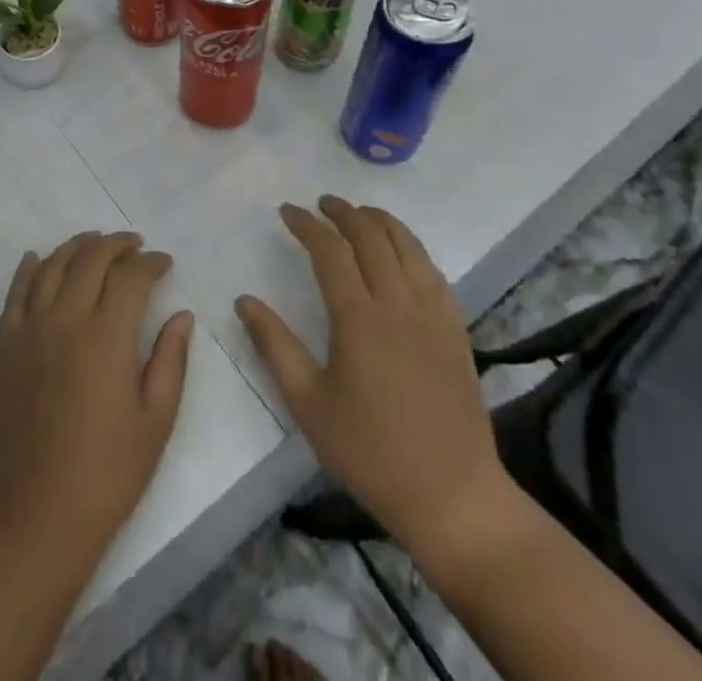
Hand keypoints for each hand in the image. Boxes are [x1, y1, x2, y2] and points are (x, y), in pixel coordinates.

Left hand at [0, 232, 193, 575]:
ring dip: (76, 246)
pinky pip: (14, 293)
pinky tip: (36, 258)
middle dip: (116, 244)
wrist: (34, 514)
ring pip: (51, 266)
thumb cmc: (106, 474)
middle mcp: (65, 319)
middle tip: (134, 245)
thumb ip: (170, 361)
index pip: (131, 276)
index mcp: (106, 335)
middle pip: (90, 259)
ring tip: (94, 242)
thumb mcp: (155, 421)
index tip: (165, 263)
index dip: (151, 262)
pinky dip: (27, 269)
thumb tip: (181, 315)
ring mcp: (29, 330)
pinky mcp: (5, 347)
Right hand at [235, 196, 513, 573]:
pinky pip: (434, 271)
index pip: (329, 250)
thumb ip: (274, 346)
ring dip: (380, 221)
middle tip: (321, 205)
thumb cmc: (370, 451)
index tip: (287, 211)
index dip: (306, 224)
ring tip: (359, 214)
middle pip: (371, 236)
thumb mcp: (308, 403)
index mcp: (358, 318)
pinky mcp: (456, 330)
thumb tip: (244, 300)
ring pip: (408, 245)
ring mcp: (433, 314)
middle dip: (343, 212)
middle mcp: (397, 303)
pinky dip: (412, 248)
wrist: (452, 496)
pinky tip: (401, 253)